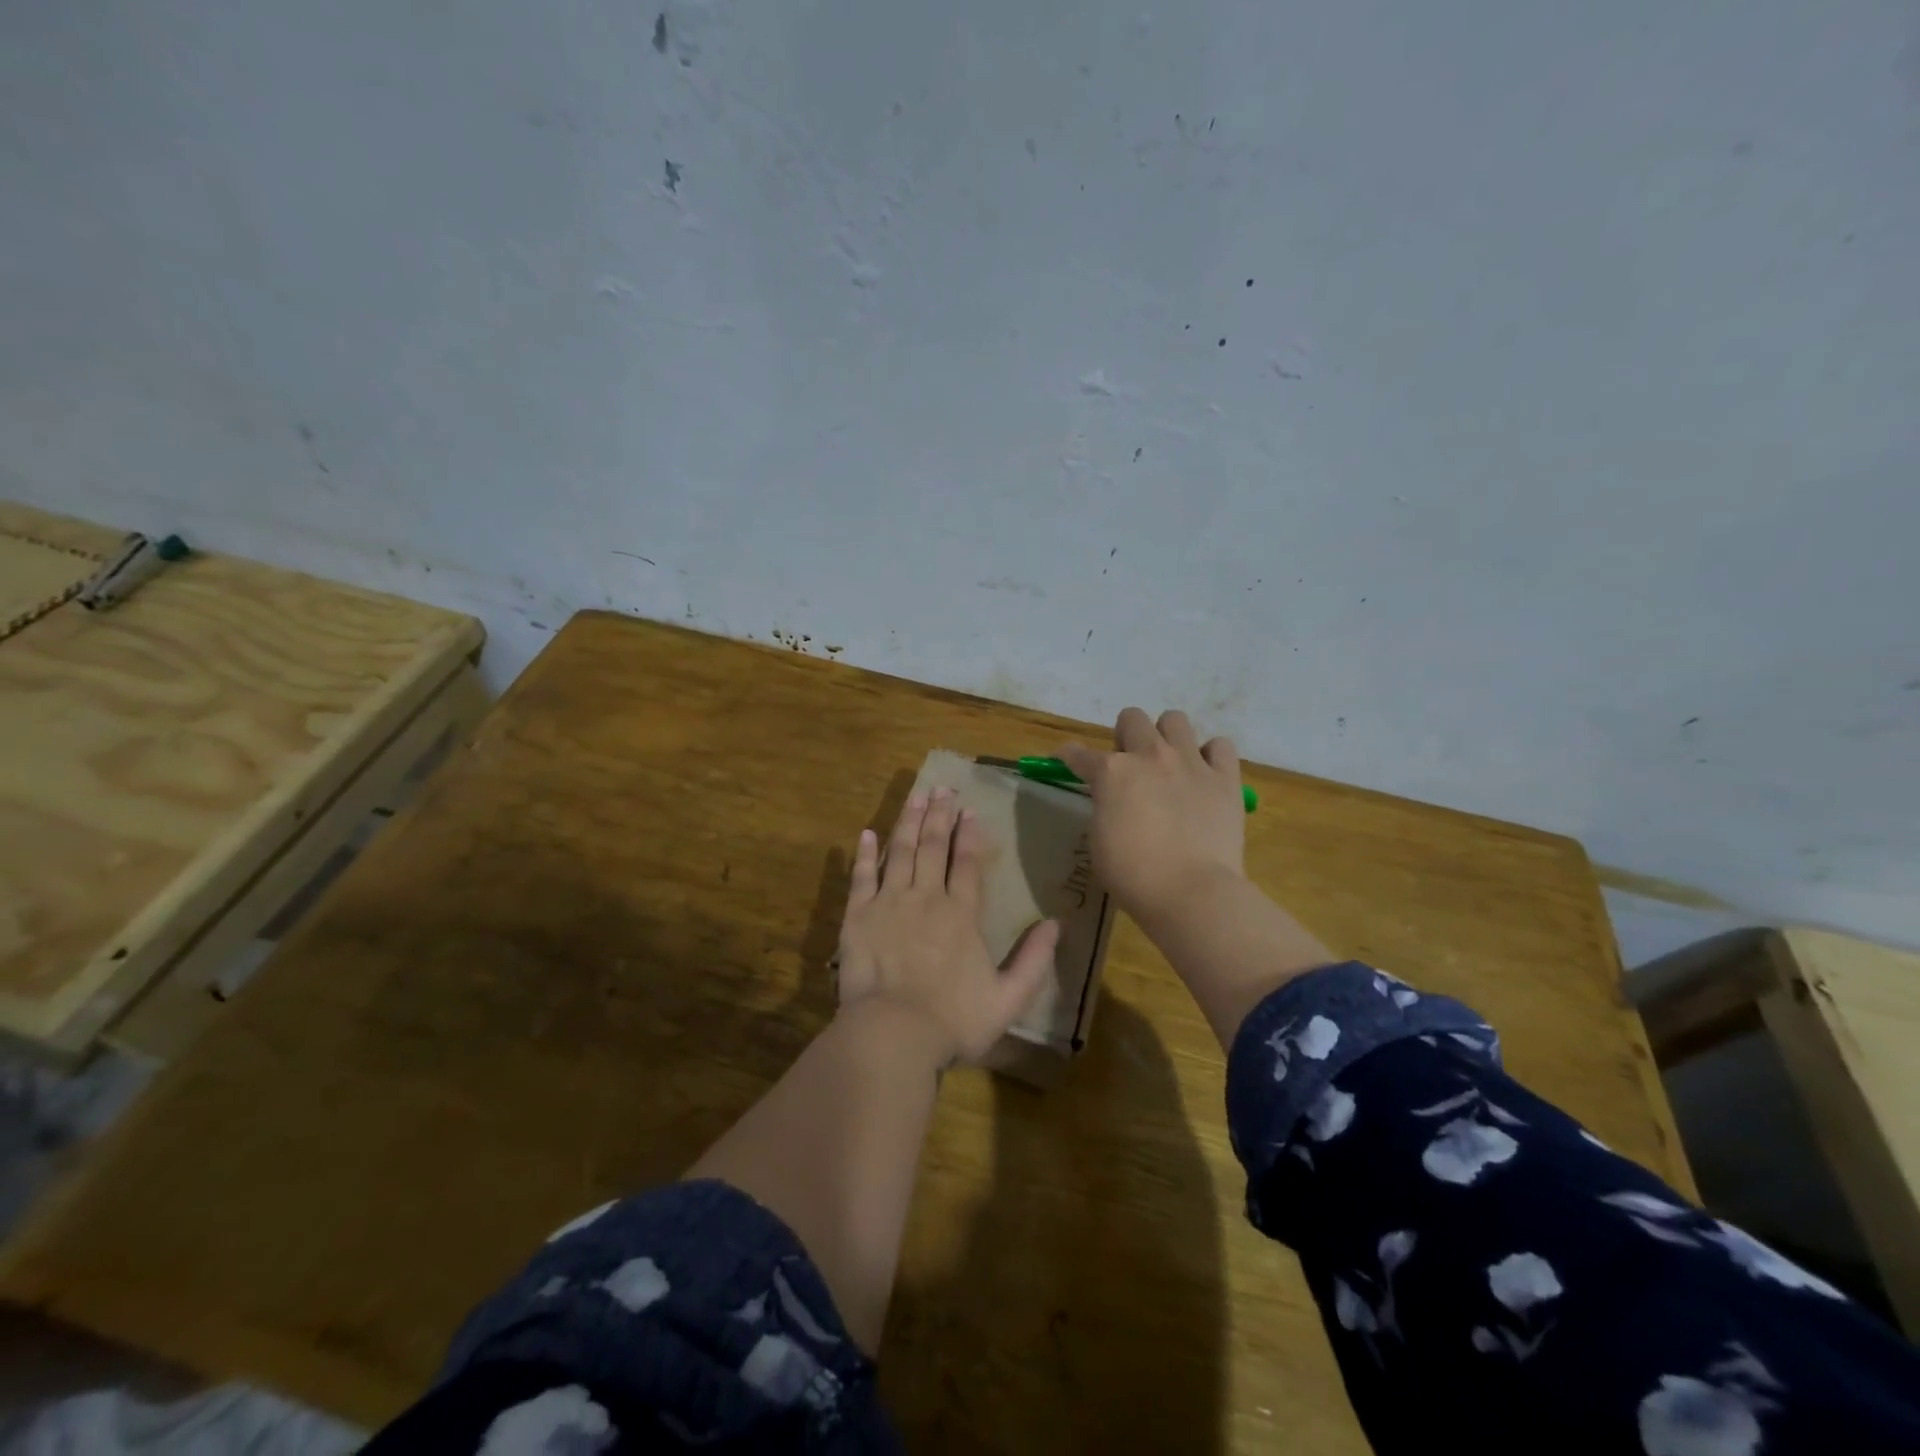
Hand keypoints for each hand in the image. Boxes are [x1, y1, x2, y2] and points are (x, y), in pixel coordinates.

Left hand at [836, 787, 1060, 1065]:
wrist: (893, 1034)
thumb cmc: (954, 1020)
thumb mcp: (1008, 998)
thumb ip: (1033, 960)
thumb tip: (1056, 924)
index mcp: (960, 914)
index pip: (966, 863)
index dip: (969, 835)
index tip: (970, 809)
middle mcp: (925, 898)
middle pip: (932, 846)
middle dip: (939, 815)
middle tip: (942, 788)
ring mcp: (888, 903)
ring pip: (899, 851)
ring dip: (908, 821)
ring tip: (915, 796)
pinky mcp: (857, 916)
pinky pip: (861, 877)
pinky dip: (864, 854)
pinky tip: (866, 833)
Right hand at [1058, 708, 1245, 929]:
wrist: (1191, 892)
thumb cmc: (1133, 875)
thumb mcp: (1099, 839)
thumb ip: (1104, 807)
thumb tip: (1113, 800)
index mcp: (1111, 772)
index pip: (1078, 753)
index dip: (1068, 756)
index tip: (1066, 761)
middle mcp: (1150, 755)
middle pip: (1132, 718)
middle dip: (1125, 736)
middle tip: (1130, 766)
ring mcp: (1190, 762)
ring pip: (1175, 719)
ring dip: (1166, 736)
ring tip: (1169, 763)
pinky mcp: (1225, 778)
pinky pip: (1220, 745)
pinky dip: (1210, 755)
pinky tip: (1204, 774)